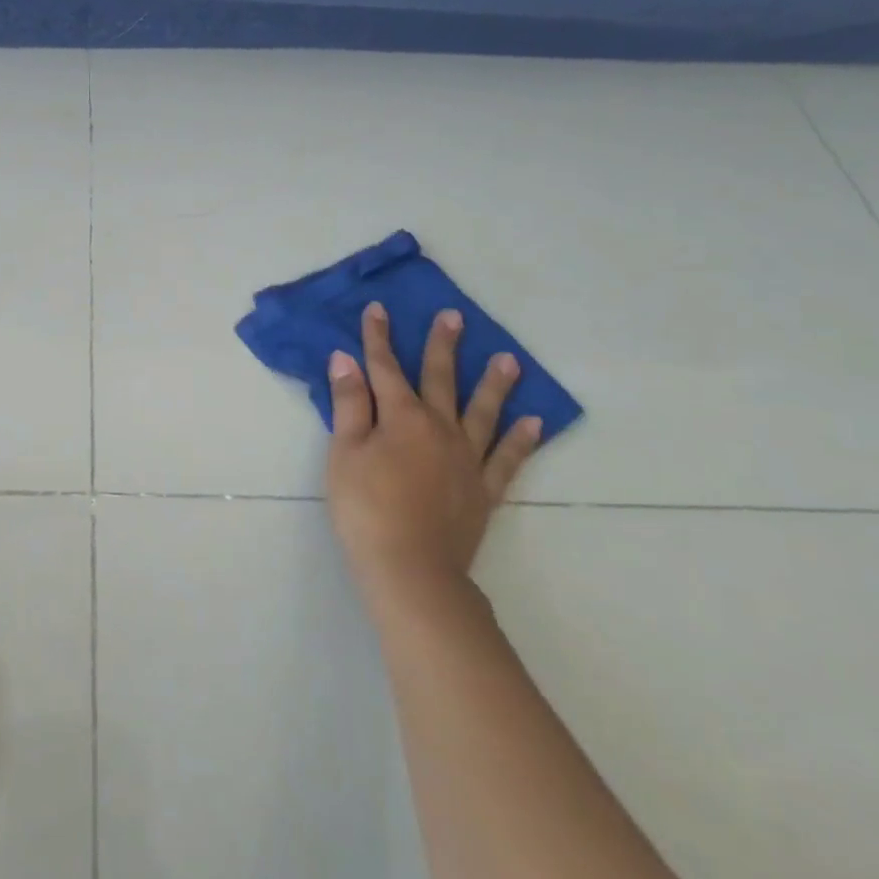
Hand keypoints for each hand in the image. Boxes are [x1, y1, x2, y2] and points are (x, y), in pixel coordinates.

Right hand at [326, 303, 540, 611]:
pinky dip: (522, 440)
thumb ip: (349, 404)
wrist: (410, 569)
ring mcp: (468, 459)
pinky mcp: (485, 490)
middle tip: (455, 317)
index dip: (378, 337)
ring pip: (483, 412)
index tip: (378, 309)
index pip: (385, 367)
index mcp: (401, 417)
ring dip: (494, 384)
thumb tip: (345, 359)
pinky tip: (533, 422)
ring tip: (509, 360)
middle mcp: (439, 428)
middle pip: (440, 379)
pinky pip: (508, 459)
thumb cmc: (365, 507)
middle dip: (443, 346)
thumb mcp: (344, 452)